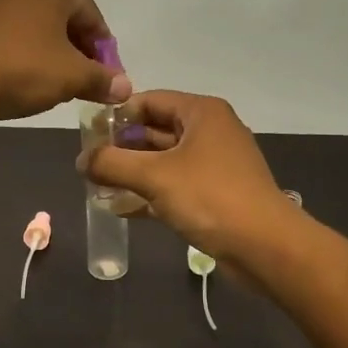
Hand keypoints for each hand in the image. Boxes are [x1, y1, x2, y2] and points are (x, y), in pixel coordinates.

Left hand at [0, 0, 131, 123]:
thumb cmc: (21, 67)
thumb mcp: (71, 76)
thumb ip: (102, 79)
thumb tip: (124, 86)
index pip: (94, 18)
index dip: (105, 53)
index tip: (108, 82)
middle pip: (67, 21)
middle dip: (80, 53)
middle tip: (86, 86)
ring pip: (41, 30)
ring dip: (55, 57)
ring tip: (59, 88)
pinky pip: (16, 39)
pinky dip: (29, 57)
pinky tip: (28, 83)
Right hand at [80, 90, 294, 262]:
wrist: (266, 246)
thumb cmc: (210, 197)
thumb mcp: (154, 176)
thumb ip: (112, 163)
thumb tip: (81, 160)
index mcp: (201, 113)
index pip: (150, 100)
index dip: (117, 115)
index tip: (88, 135)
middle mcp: (210, 131)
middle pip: (156, 130)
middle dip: (122, 147)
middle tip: (89, 164)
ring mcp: (215, 164)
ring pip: (164, 161)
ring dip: (133, 173)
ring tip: (97, 187)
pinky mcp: (216, 194)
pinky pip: (175, 185)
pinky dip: (151, 194)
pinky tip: (121, 209)